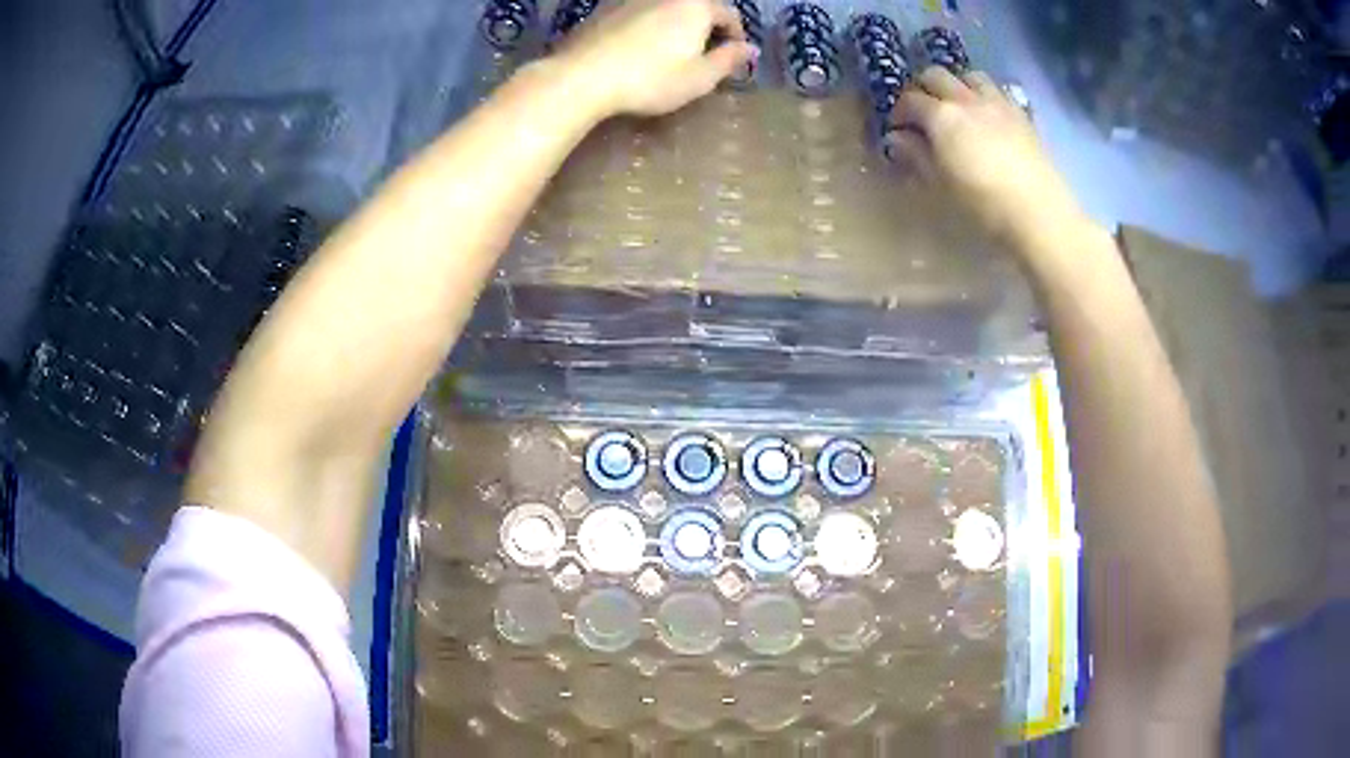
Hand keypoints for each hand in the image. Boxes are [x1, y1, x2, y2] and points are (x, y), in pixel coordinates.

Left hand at [553, 0, 757, 117]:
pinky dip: (647, 25)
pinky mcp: (605, 7)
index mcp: (696, 5)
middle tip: (701, 56)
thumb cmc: (650, 79)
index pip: (729, 15)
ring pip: (666, 9)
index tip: (731, 58)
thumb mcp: (700, 78)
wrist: (582, 76)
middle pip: (697, 8)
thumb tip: (749, 48)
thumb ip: (729, 60)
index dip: (735, 38)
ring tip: (669, 52)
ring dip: (675, 26)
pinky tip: (637, 48)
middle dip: (705, 29)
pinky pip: (638, 13)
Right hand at [885, 67, 1085, 245]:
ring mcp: (998, 103)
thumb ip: (917, 157)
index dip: (899, 112)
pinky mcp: (1022, 115)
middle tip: (922, 111)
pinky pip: (999, 91)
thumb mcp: (940, 186)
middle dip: (923, 88)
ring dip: (958, 85)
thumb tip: (897, 139)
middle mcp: (966, 100)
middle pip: (936, 75)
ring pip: (970, 76)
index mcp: (941, 116)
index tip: (898, 130)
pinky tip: (988, 116)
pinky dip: (986, 95)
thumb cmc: (983, 206)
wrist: (1039, 214)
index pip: (910, 100)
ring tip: (957, 106)